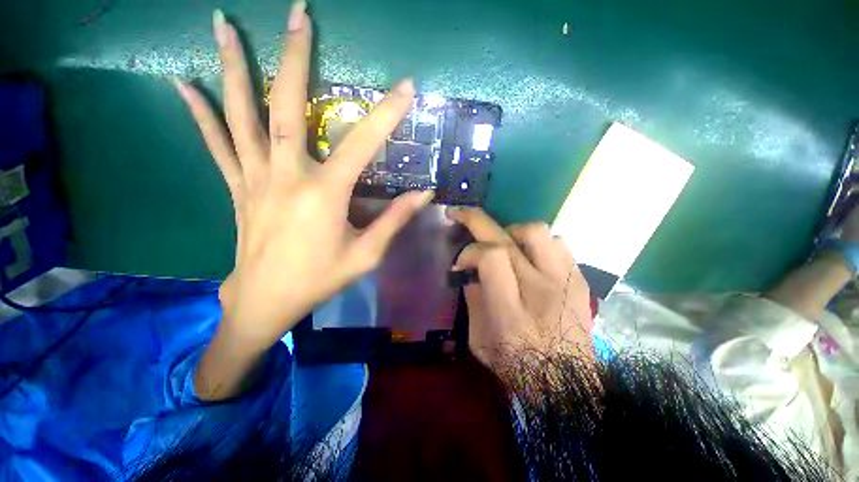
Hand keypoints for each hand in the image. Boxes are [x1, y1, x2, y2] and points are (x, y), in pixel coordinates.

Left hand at [174, 5, 429, 349]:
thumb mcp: (366, 254)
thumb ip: (394, 220)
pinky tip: (182, 83)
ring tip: (222, 23)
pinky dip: (199, 112)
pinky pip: (216, 143)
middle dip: (295, 55)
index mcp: (324, 194)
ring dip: (234, 66)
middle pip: (287, 105)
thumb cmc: (320, 279)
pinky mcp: (236, 187)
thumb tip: (423, 195)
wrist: (266, 301)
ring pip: (241, 113)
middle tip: (297, 13)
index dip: (387, 114)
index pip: (362, 143)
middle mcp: (286, 175)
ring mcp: (254, 177)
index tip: (406, 87)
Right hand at [447, 208, 593, 367]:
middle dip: (475, 220)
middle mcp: (540, 289)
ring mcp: (565, 281)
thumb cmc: (517, 366)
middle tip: (460, 215)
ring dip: (510, 231)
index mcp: (511, 312)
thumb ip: (472, 300)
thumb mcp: (479, 340)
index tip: (460, 262)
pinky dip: (537, 242)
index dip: (469, 252)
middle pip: (506, 237)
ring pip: (535, 231)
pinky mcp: (579, 280)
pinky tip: (529, 255)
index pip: (490, 258)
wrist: (569, 384)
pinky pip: (558, 242)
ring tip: (502, 243)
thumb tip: (469, 270)